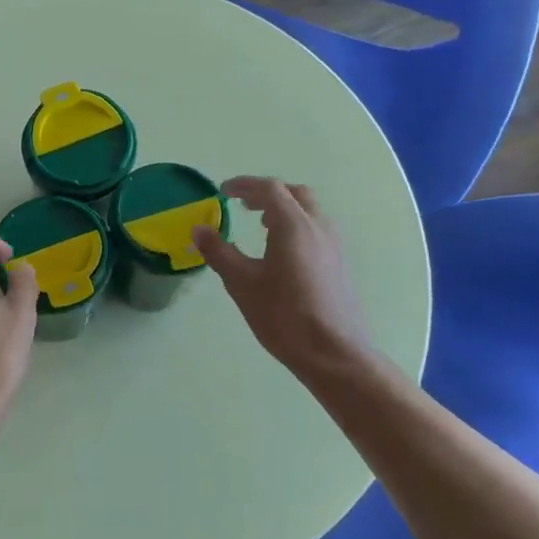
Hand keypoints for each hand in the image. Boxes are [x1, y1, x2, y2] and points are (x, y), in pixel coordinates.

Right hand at [192, 178, 369, 379]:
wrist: (333, 353)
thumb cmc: (283, 315)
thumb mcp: (242, 283)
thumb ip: (219, 252)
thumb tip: (198, 230)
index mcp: (293, 225)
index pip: (269, 189)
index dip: (243, 185)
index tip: (222, 191)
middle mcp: (318, 226)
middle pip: (294, 193)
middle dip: (266, 193)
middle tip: (242, 204)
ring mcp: (334, 244)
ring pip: (309, 210)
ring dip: (284, 208)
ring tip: (260, 225)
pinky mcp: (340, 262)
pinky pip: (317, 228)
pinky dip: (296, 224)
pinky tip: (282, 251)